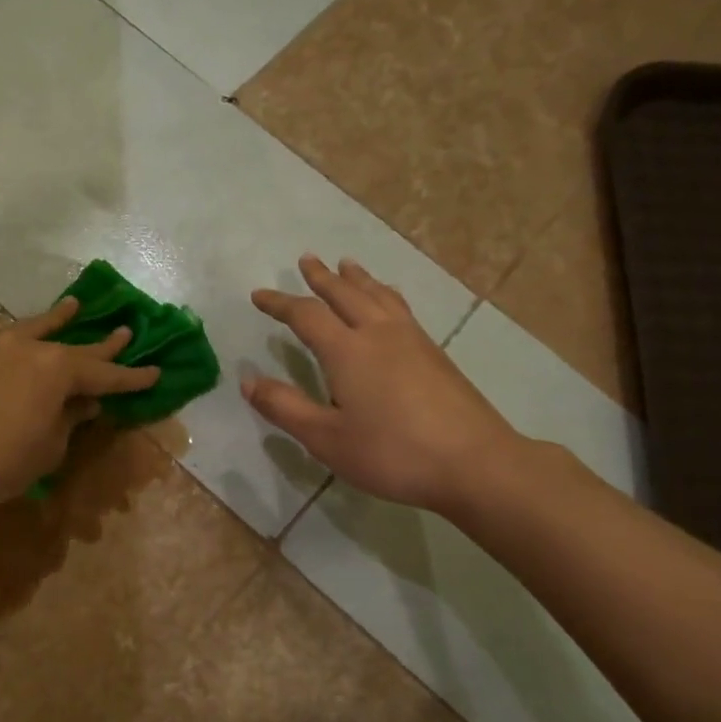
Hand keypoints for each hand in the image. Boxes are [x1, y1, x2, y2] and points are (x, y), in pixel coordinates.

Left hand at [0, 298, 159, 507]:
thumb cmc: (1, 461)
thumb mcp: (49, 447)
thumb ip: (69, 420)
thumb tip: (83, 404)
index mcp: (58, 370)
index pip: (105, 373)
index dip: (131, 377)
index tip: (155, 372)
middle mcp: (31, 349)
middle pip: (76, 346)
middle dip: (103, 345)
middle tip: (127, 333)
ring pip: (37, 330)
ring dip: (59, 320)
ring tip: (76, 305)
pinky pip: (10, 339)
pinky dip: (26, 335)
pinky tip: (27, 333)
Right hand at [243, 255, 527, 514]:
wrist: (473, 462)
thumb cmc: (392, 453)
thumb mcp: (326, 438)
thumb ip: (285, 407)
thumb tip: (247, 380)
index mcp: (347, 350)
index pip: (306, 315)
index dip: (280, 303)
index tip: (259, 295)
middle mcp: (379, 334)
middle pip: (346, 294)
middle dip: (322, 277)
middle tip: (306, 259)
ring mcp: (412, 340)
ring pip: (379, 295)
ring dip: (358, 279)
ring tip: (347, 265)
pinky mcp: (435, 354)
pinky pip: (400, 308)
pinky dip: (384, 294)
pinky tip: (390, 302)